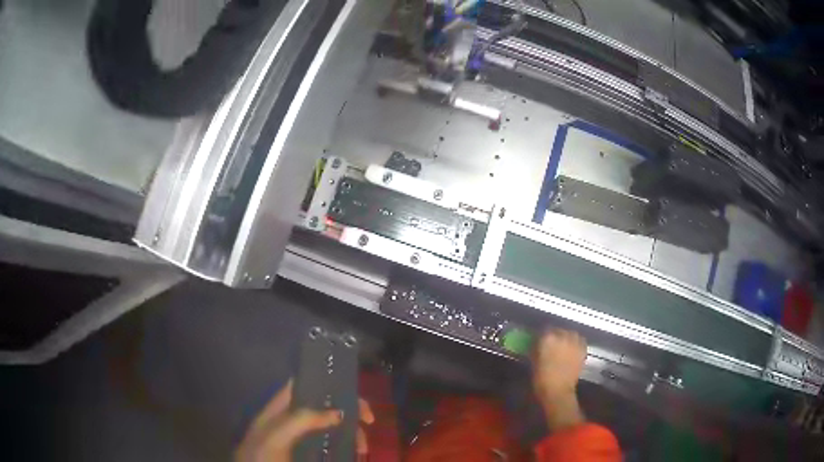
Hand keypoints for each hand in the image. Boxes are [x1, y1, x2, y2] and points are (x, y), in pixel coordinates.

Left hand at [235, 380, 373, 461]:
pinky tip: (355, 452)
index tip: (353, 391)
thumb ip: (303, 419)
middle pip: (325, 406)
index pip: (306, 384)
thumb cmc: (261, 454)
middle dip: (348, 410)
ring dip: (351, 432)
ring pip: (332, 426)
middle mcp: (294, 418)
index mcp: (282, 407)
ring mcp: (303, 437)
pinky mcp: (310, 453)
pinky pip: (332, 444)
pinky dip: (346, 445)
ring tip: (361, 448)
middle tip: (369, 420)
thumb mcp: (277, 435)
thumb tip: (340, 412)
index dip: (329, 381)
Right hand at [532, 329, 586, 430]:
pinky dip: (576, 342)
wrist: (558, 391)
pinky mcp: (582, 349)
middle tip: (551, 343)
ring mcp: (575, 342)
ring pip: (571, 333)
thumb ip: (536, 348)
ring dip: (567, 337)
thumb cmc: (541, 378)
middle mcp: (563, 336)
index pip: (544, 329)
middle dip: (555, 334)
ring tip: (563, 344)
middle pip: (559, 330)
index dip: (542, 335)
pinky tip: (572, 348)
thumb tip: (537, 343)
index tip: (540, 339)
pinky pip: (580, 340)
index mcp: (548, 338)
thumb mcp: (533, 361)